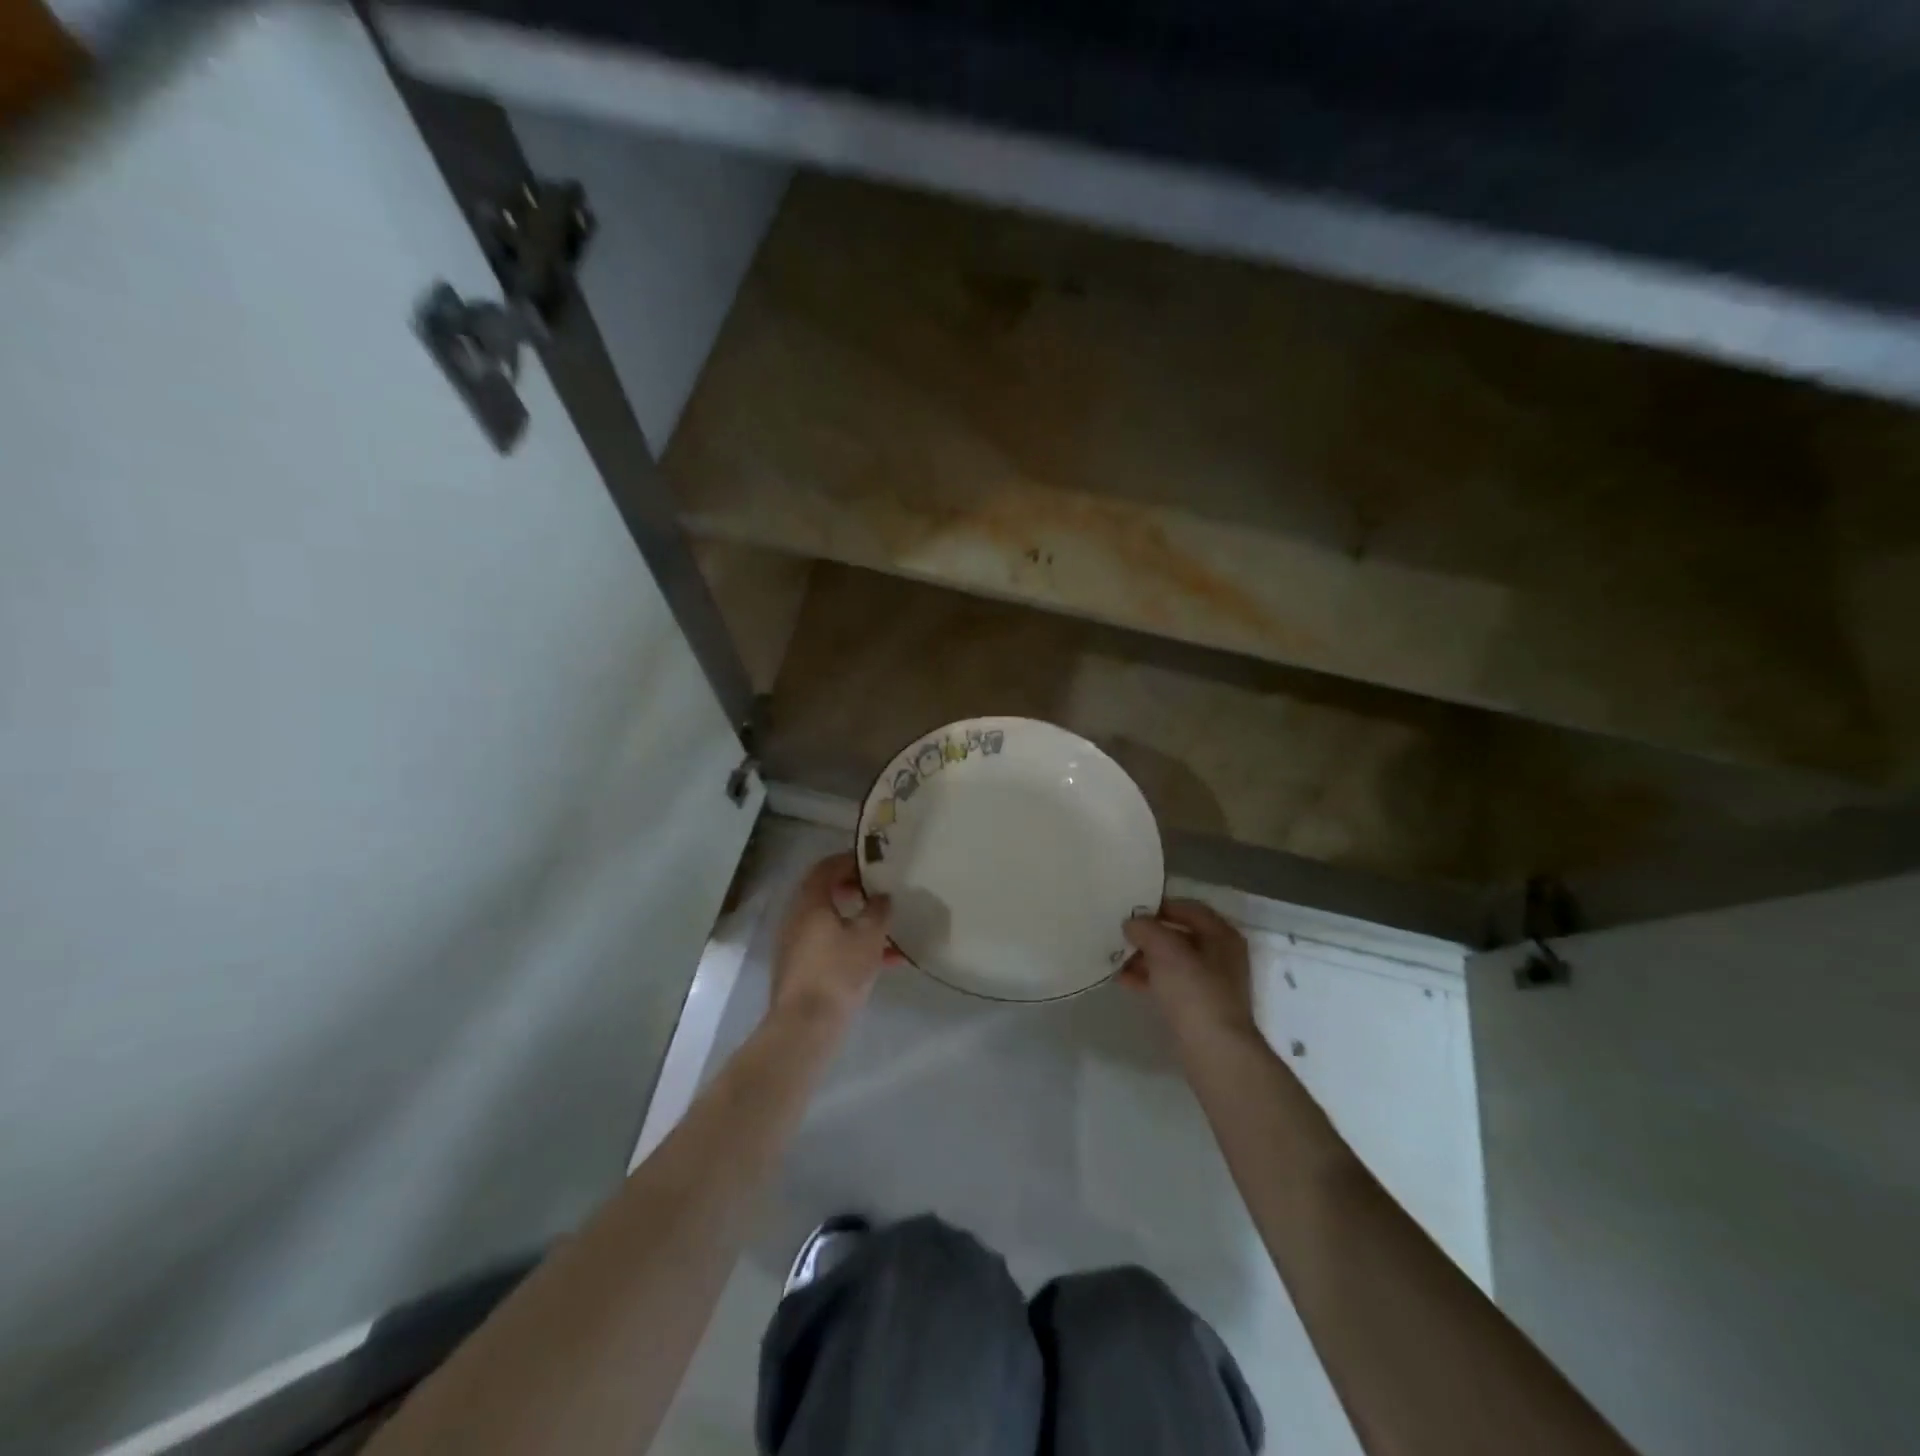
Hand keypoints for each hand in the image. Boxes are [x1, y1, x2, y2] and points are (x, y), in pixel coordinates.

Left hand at [769, 852, 894, 1029]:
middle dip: (853, 891)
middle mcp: (796, 918)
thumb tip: (882, 896)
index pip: (826, 868)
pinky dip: (851, 946)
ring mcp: (795, 946)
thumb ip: (878, 911)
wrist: (805, 1027)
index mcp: (810, 902)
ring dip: (856, 922)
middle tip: (878, 892)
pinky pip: (829, 947)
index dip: (849, 861)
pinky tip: (883, 962)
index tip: (872, 863)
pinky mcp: (799, 970)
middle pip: (825, 894)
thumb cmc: (837, 972)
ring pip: (829, 923)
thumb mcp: (868, 937)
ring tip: (887, 930)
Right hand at [1121, 899, 1258, 1047]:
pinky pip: (1168, 984)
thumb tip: (1132, 922)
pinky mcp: (1197, 1007)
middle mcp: (1220, 956)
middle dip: (1148, 934)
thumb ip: (1146, 928)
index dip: (1160, 905)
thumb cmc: (1194, 991)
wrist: (1214, 1051)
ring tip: (1115, 957)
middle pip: (1179, 935)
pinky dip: (1148, 979)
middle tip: (1120, 932)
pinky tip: (1123, 980)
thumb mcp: (1166, 950)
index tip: (1132, 908)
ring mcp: (1210, 984)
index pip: (1189, 908)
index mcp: (1222, 935)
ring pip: (1171, 961)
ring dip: (1144, 957)